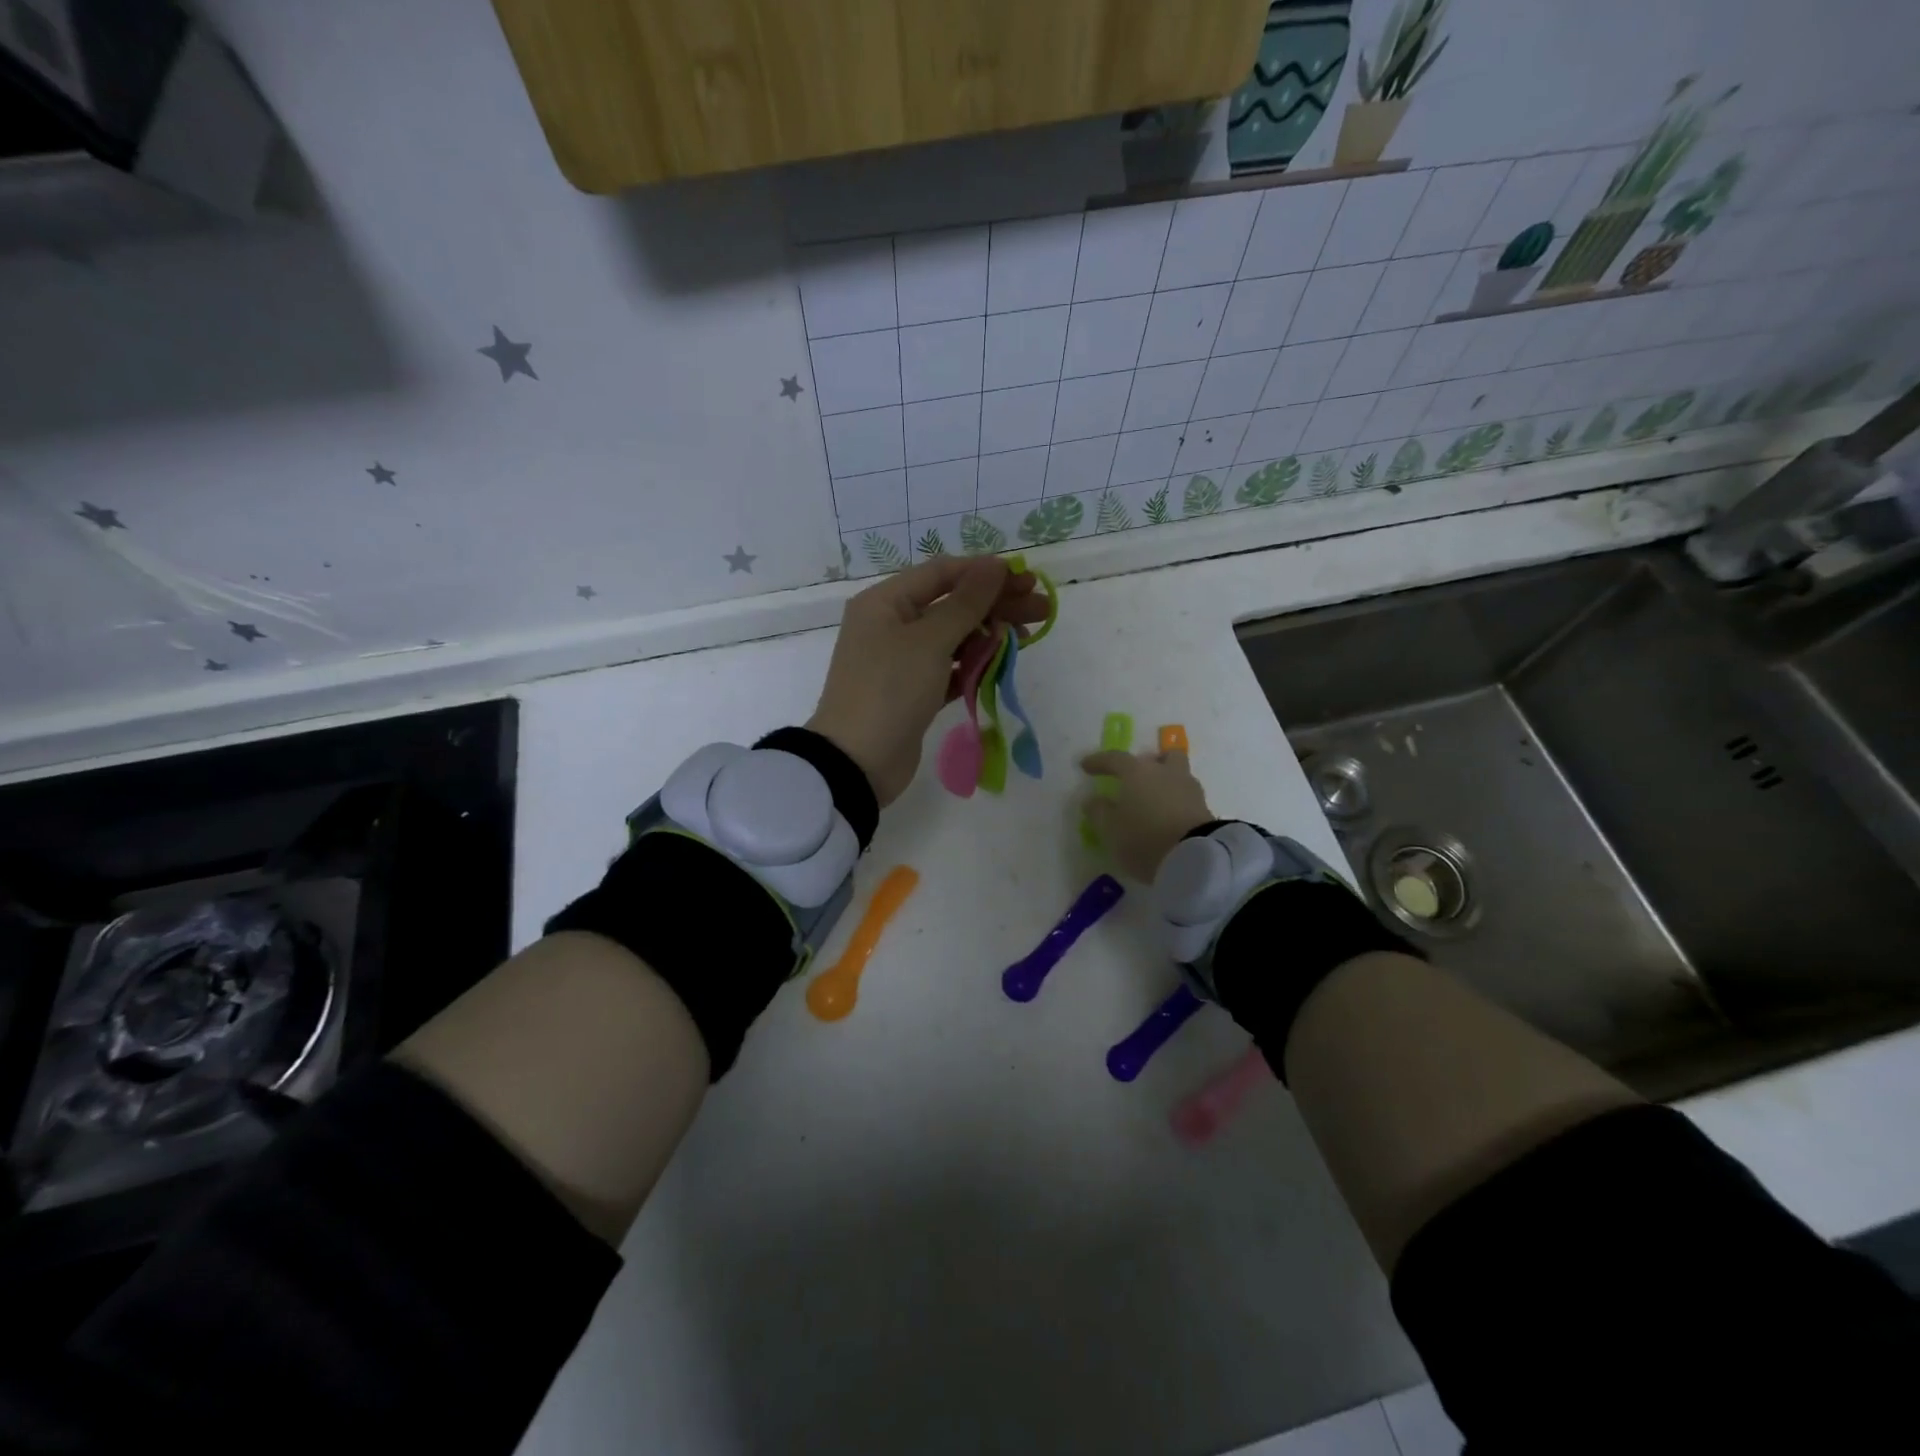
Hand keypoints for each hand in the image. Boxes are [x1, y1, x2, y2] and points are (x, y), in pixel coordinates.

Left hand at [808, 557, 1048, 806]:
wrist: (857, 763)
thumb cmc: (890, 690)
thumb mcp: (930, 641)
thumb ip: (966, 603)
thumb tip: (995, 564)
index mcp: (884, 602)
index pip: (942, 573)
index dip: (985, 573)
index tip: (1027, 580)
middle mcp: (890, 625)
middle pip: (951, 604)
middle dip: (996, 604)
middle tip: (1041, 609)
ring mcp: (900, 661)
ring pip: (952, 638)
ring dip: (988, 635)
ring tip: (1025, 638)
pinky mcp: (912, 693)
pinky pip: (948, 669)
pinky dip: (972, 665)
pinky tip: (1001, 664)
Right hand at [1079, 749, 1214, 881]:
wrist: (1194, 858)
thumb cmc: (1143, 837)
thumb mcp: (1110, 829)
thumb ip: (1099, 812)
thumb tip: (1093, 800)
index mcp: (1138, 771)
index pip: (1115, 758)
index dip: (1099, 762)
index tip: (1086, 766)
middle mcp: (1165, 772)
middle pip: (1160, 757)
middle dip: (1148, 763)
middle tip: (1135, 778)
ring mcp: (1189, 789)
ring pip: (1177, 774)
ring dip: (1165, 782)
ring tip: (1152, 801)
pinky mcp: (1205, 809)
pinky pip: (1185, 796)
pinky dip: (1175, 801)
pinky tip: (1166, 816)